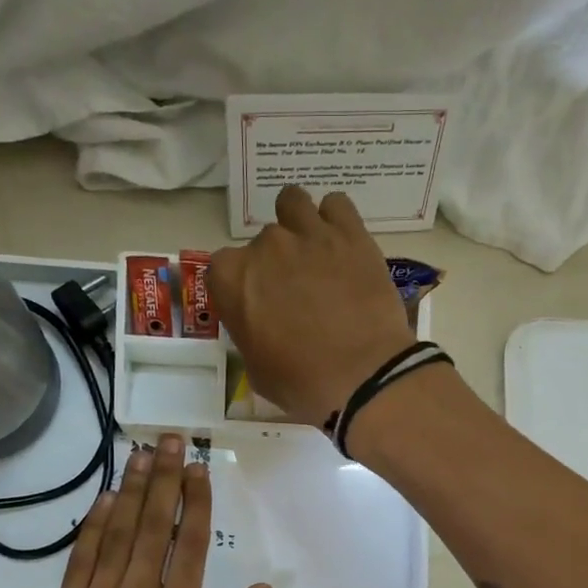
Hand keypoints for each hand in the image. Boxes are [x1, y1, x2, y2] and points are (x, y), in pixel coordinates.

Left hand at [36, 435, 271, 587]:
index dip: (195, 501)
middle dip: (164, 478)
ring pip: (117, 533)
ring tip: (140, 454)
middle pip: (154, 525)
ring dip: (130, 490)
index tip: (198, 468)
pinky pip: (81, 559)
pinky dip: (92, 526)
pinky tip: (102, 499)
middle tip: (170, 441)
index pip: (190, 543)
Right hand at [208, 186, 414, 428]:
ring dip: (299, 223)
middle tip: (297, 292)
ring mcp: (309, 234)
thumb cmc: (302, 384)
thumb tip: (260, 323)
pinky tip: (343, 243)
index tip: (258, 304)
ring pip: (293, 203)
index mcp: (233, 279)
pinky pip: (337, 204)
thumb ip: (249, 332)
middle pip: (263, 242)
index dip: (242, 286)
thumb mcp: (256, 369)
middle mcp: (266, 246)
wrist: (363, 377)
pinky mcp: (351, 234)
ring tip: (315, 251)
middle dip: (276, 263)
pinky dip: (336, 220)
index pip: (223, 267)